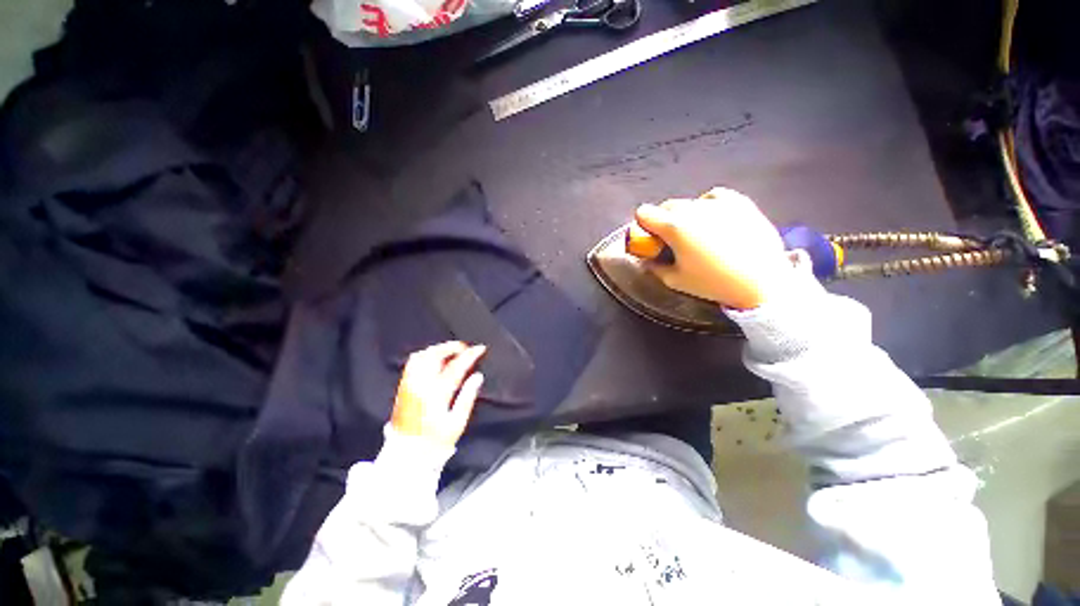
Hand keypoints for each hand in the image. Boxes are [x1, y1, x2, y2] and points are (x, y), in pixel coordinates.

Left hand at [390, 342, 485, 446]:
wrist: (407, 456)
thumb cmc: (436, 442)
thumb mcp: (457, 423)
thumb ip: (467, 397)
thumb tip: (478, 376)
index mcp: (436, 394)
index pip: (455, 366)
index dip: (470, 355)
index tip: (480, 348)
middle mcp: (420, 385)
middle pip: (435, 355)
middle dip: (452, 347)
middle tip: (466, 348)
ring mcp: (409, 385)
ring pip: (422, 356)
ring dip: (438, 349)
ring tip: (451, 351)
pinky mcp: (402, 388)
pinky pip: (412, 363)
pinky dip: (426, 355)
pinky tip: (435, 359)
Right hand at [635, 187, 792, 309]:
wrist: (762, 281)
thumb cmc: (713, 283)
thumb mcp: (675, 280)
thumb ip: (654, 267)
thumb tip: (646, 259)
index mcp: (674, 227)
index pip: (644, 213)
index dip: (642, 225)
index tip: (650, 238)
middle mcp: (693, 208)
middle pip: (666, 206)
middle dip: (663, 220)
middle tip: (672, 239)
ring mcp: (717, 203)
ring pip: (689, 202)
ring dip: (685, 215)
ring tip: (697, 232)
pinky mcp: (739, 202)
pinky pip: (713, 196)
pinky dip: (707, 205)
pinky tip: (713, 219)